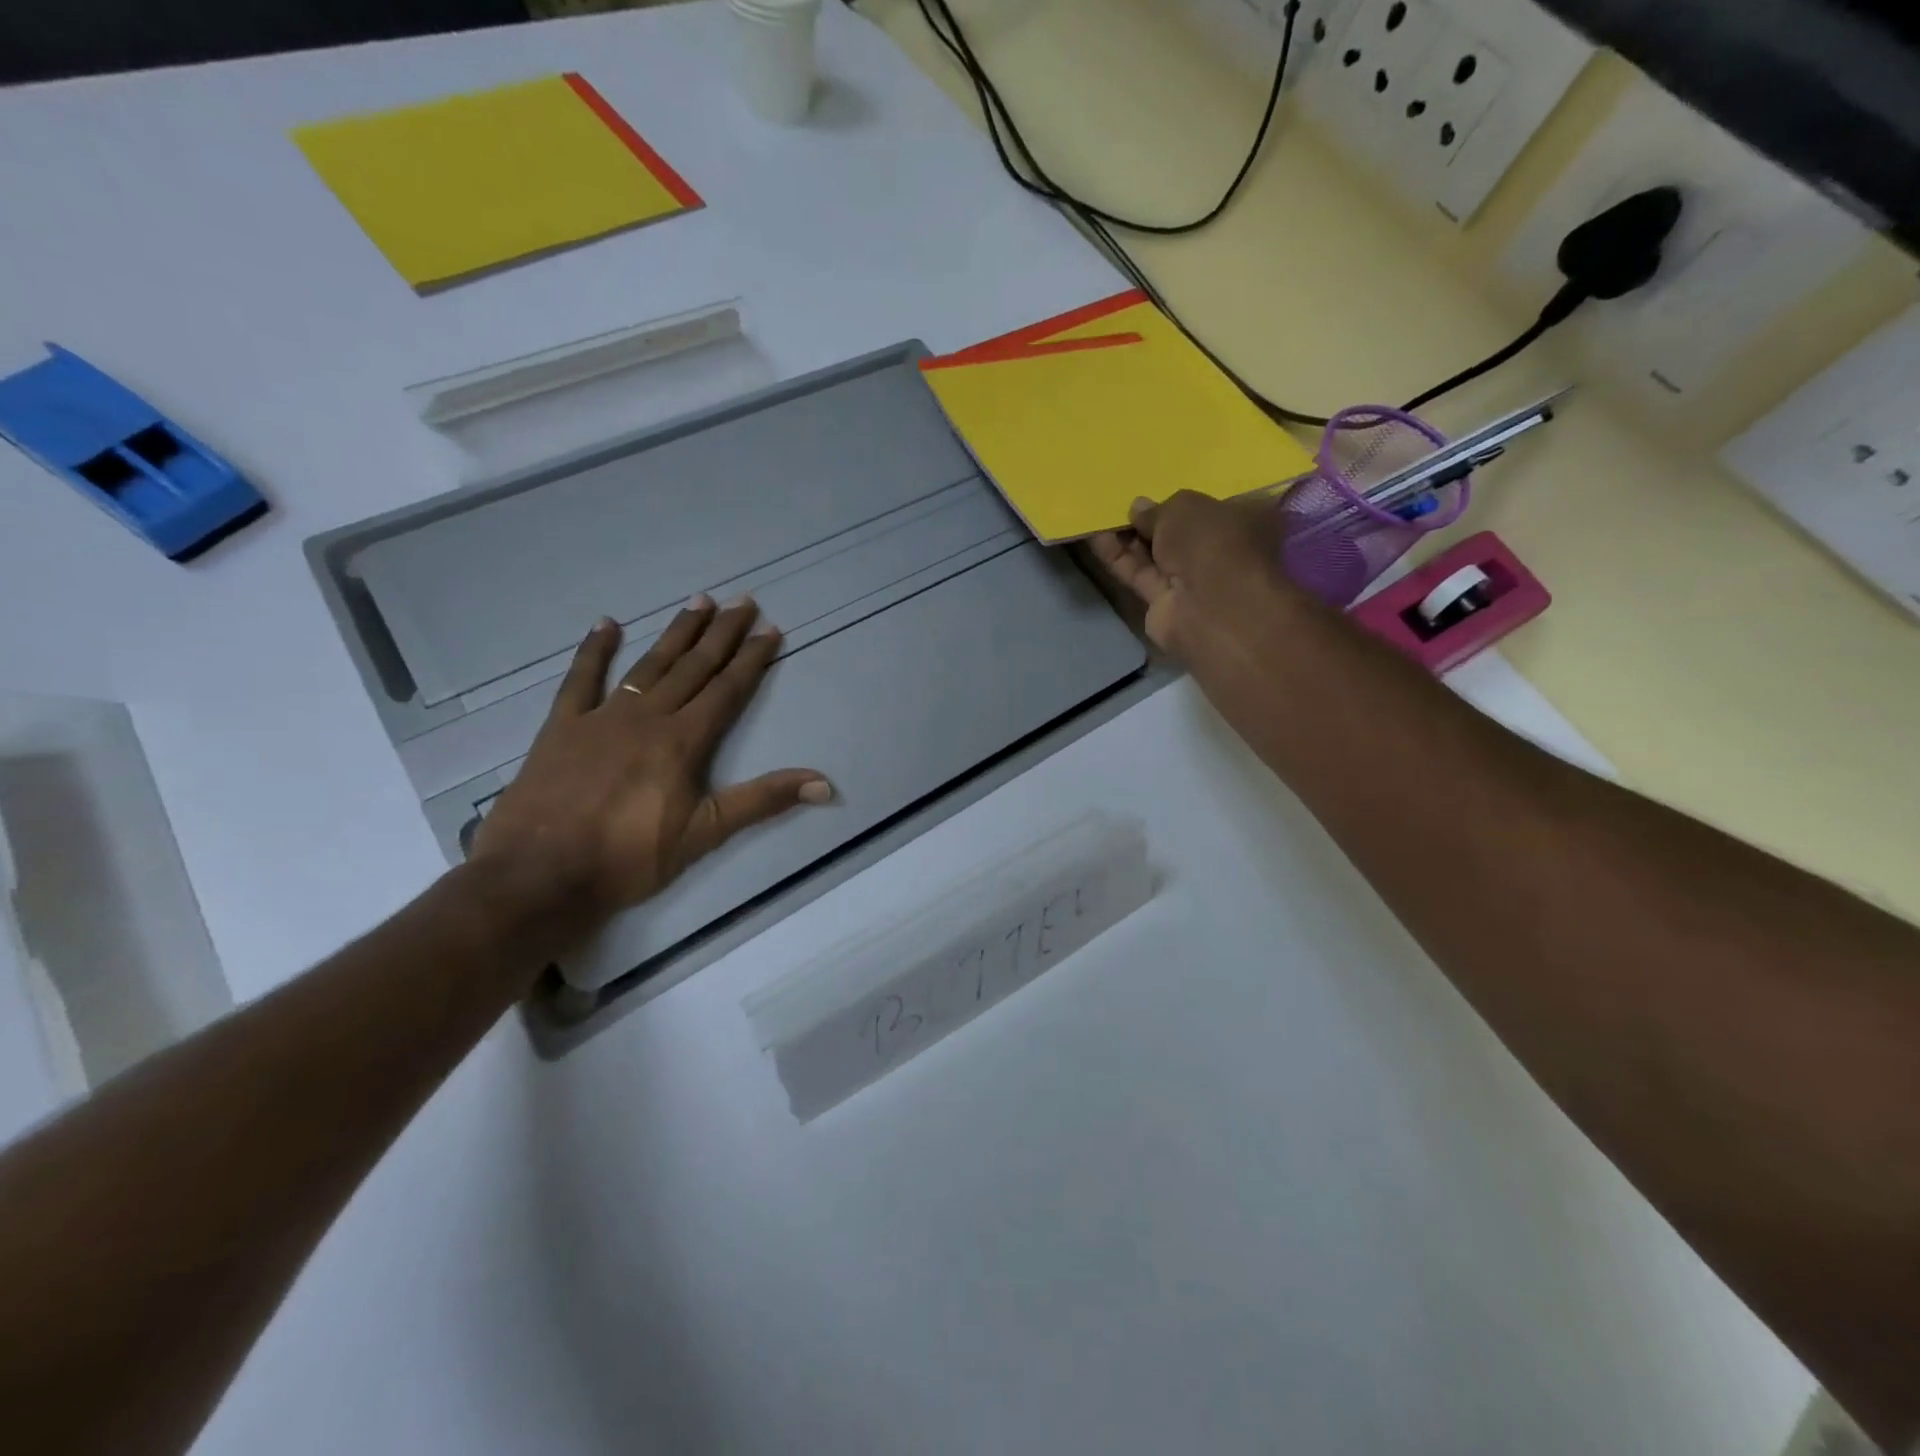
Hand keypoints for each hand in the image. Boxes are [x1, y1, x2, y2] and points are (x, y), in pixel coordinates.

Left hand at [469, 596, 830, 937]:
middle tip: (742, 601)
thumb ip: (763, 801)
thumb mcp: (705, 833)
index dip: (751, 659)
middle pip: (692, 667)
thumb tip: (824, 783)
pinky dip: (594, 651)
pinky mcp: (562, 727)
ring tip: (698, 601)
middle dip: (721, 634)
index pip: (727, 690)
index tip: (770, 629)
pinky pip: (580, 679)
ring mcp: (601, 717)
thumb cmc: (628, 858)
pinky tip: (607, 624)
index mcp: (682, 741)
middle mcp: (647, 717)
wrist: (539, 875)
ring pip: (648, 665)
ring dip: (676, 633)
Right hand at [1089, 492, 1287, 655]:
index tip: (1157, 491)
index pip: (1214, 506)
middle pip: (1180, 533)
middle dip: (1152, 520)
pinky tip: (1096, 537)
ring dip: (1129, 538)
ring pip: (1156, 555)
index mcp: (1246, 522)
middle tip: (1123, 503)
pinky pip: (1139, 574)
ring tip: (1101, 515)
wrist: (1209, 608)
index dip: (1184, 500)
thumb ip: (1158, 508)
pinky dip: (1118, 558)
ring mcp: (1193, 582)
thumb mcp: (1184, 507)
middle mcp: (1221, 552)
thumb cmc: (1212, 543)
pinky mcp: (1165, 604)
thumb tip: (1139, 509)